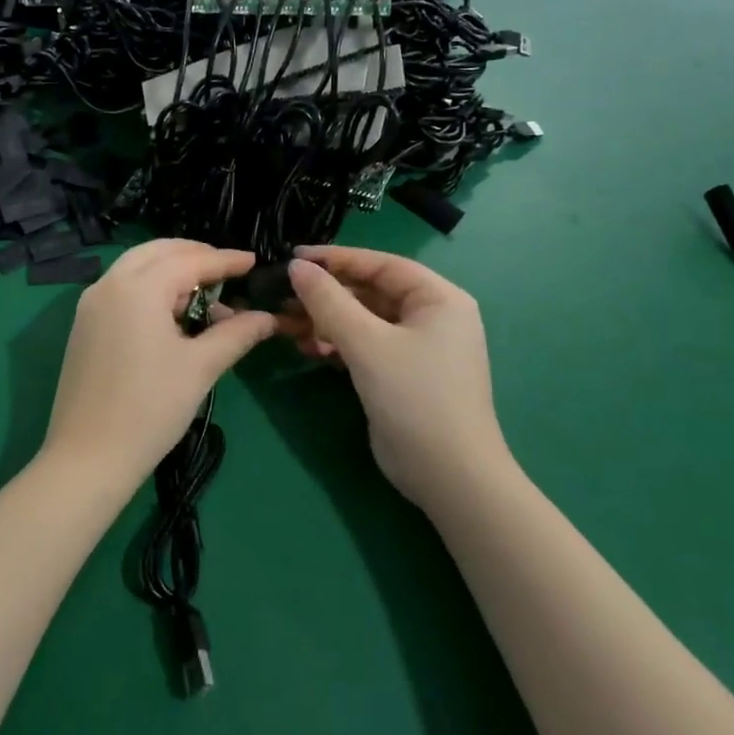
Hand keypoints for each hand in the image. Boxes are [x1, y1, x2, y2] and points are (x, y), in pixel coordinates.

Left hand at [40, 240, 276, 492]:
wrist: (87, 458)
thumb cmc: (150, 409)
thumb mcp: (200, 367)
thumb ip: (236, 334)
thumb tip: (269, 317)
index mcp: (137, 287)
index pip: (189, 261)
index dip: (225, 260)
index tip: (254, 261)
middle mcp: (109, 284)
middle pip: (158, 253)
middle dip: (195, 256)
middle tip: (228, 270)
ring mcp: (90, 304)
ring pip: (137, 269)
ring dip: (172, 273)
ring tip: (207, 298)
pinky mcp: (84, 325)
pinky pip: (122, 290)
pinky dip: (151, 290)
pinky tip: (175, 316)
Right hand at [281, 246, 508, 512]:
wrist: (449, 477)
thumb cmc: (415, 397)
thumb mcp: (367, 343)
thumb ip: (328, 301)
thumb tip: (295, 267)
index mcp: (438, 299)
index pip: (381, 264)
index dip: (336, 258)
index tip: (293, 258)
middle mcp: (432, 317)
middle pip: (371, 291)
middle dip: (327, 294)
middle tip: (284, 295)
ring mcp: (417, 348)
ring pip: (364, 320)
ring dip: (327, 320)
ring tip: (288, 325)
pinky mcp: (402, 374)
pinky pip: (365, 345)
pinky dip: (337, 344)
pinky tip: (309, 350)